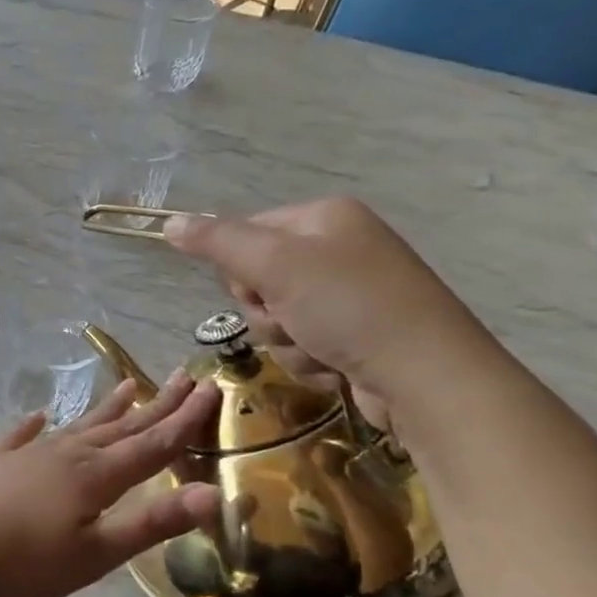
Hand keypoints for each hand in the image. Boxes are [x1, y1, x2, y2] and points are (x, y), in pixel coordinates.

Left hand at [0, 372, 221, 596]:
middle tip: (184, 377)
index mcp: (95, 476)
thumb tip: (211, 494)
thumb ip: (150, 524)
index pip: (152, 443)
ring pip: (79, 426)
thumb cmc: (20, 562)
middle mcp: (66, 454)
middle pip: (121, 427)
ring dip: (107, 408)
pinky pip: (23, 437)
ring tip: (129, 385)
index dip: (185, 420)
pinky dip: (34, 425)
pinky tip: (38, 415)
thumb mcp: (94, 554)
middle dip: (156, 405)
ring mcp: (29, 456)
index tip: (211, 388)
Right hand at [164, 197, 499, 434]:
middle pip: (258, 280)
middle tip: (292, 320)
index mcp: (324, 218)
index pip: (246, 233)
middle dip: (266, 311)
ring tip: (320, 349)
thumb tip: (169, 222)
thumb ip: (217, 242)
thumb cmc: (349, 309)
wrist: (427, 378)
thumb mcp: (275, 265)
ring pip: (277, 318)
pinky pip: (304, 344)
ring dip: (287, 342)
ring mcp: (351, 294)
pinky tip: (336, 366)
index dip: (240, 268)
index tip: (260, 288)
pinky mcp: (358, 335)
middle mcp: (338, 249)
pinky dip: (311, 360)